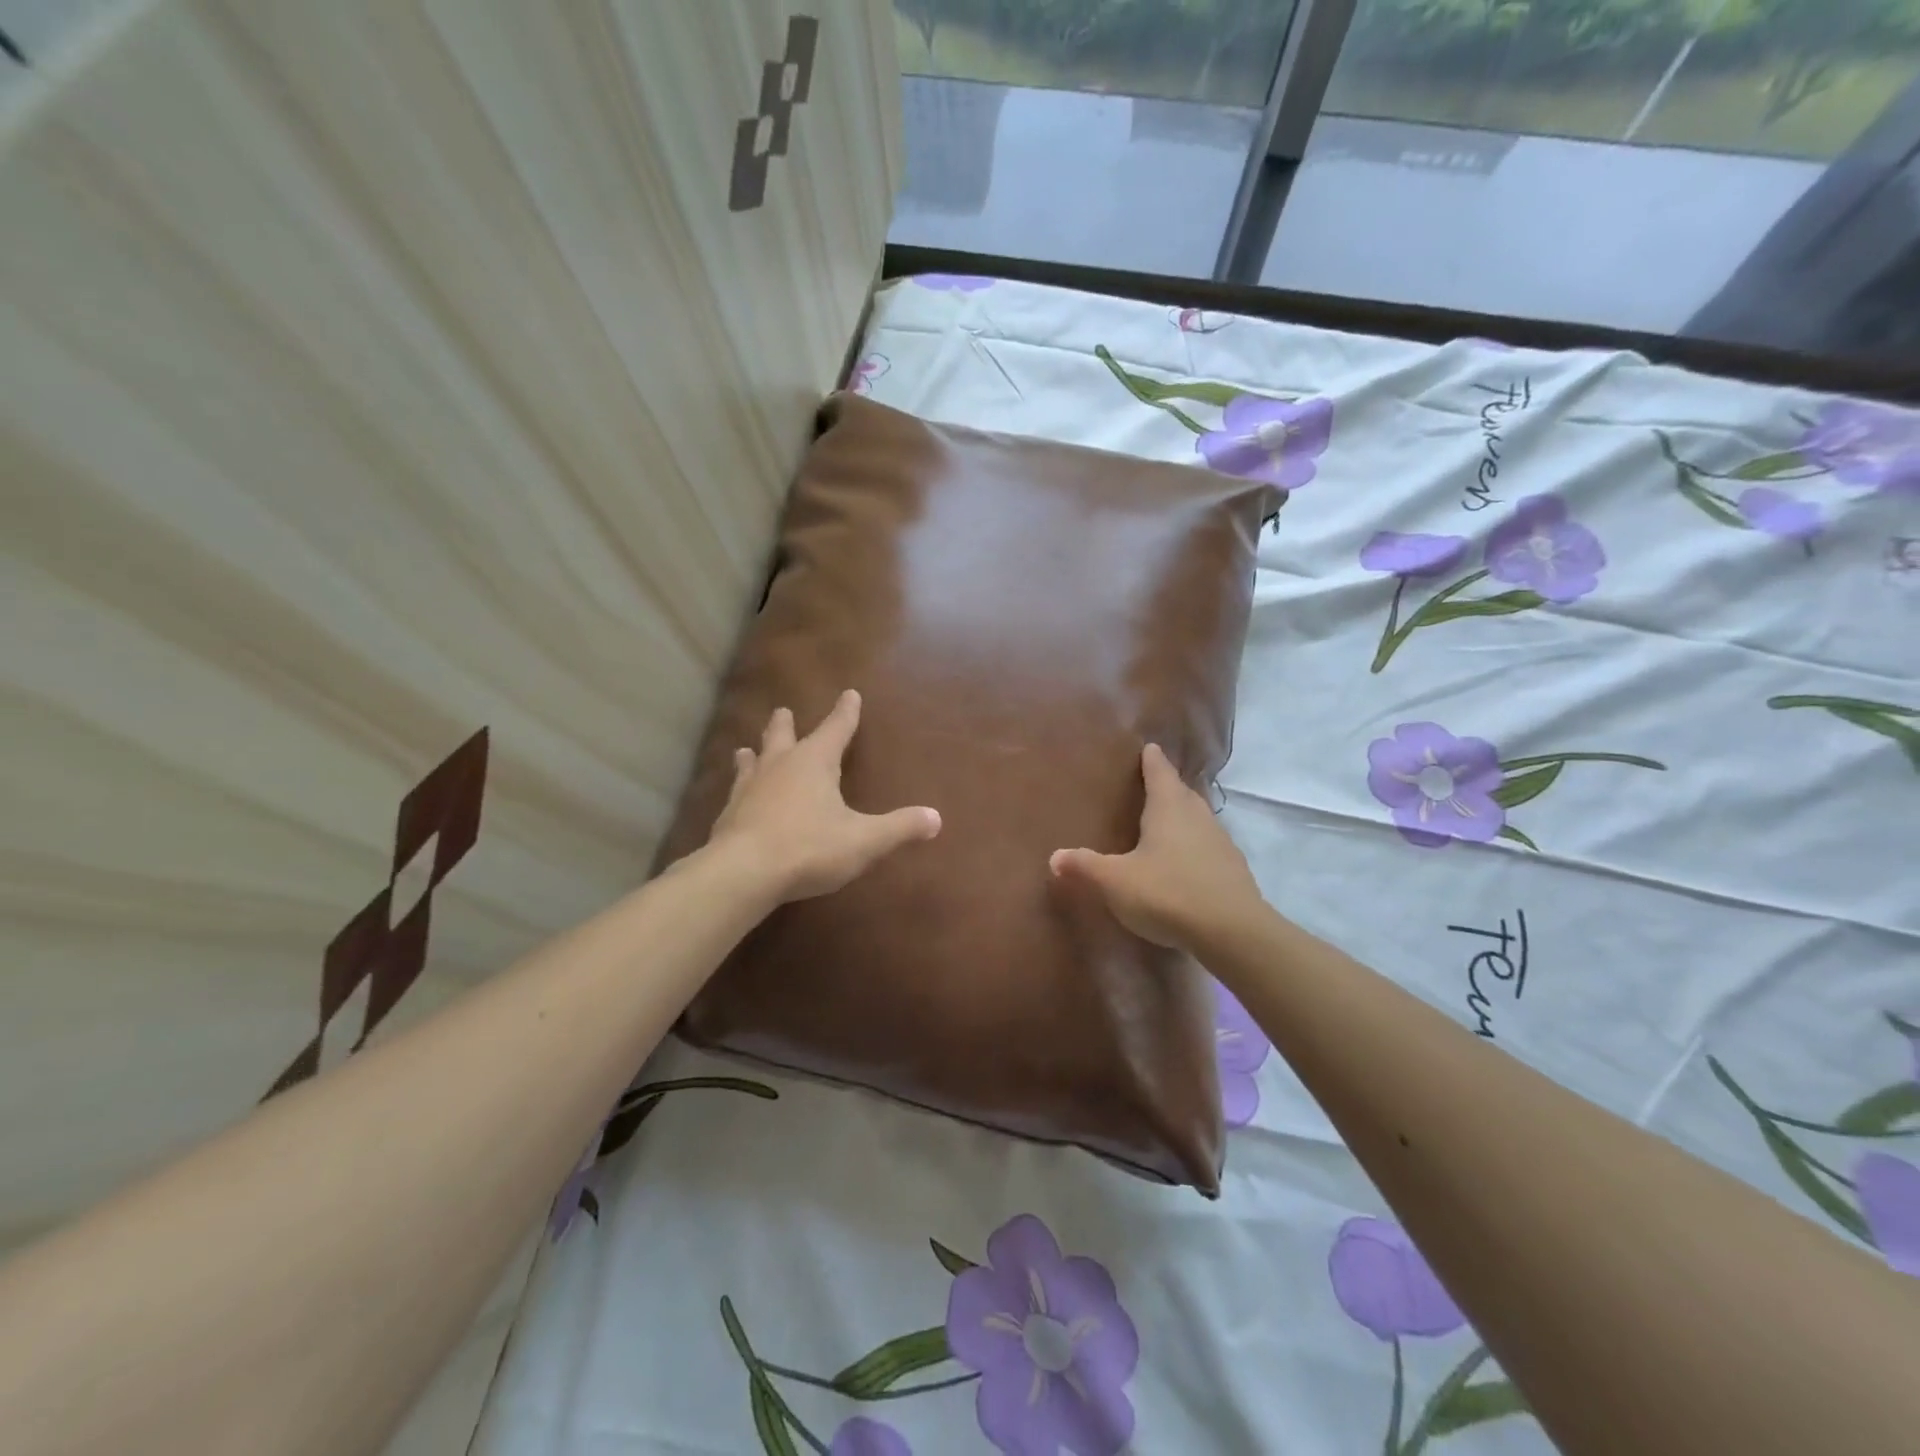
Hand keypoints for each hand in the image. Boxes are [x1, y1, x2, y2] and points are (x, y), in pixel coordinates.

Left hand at [706, 689, 940, 902]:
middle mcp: (779, 766)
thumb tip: (936, 818)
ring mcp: (748, 789)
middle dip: (786, 724)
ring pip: (751, 762)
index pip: (836, 728)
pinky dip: (739, 790)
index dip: (845, 712)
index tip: (849, 693)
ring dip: (753, 754)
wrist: (743, 873)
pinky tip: (735, 798)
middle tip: (782, 711)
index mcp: (814, 762)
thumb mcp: (864, 840)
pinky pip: (735, 794)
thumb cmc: (809, 847)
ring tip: (746, 749)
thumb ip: (899, 827)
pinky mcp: (728, 815)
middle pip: (782, 735)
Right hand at [1049, 743, 1265, 952]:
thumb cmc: (1167, 893)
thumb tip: (1054, 857)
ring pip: (1199, 819)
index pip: (1159, 772)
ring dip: (1184, 817)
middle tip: (1152, 785)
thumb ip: (1085, 867)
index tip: (1149, 747)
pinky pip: (1210, 847)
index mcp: (1168, 807)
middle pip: (1182, 792)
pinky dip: (1196, 847)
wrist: (1232, 931)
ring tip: (1167, 823)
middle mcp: (1197, 816)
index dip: (1152, 760)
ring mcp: (1221, 842)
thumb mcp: (1116, 881)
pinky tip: (1186, 863)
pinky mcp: (1234, 869)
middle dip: (1168, 787)